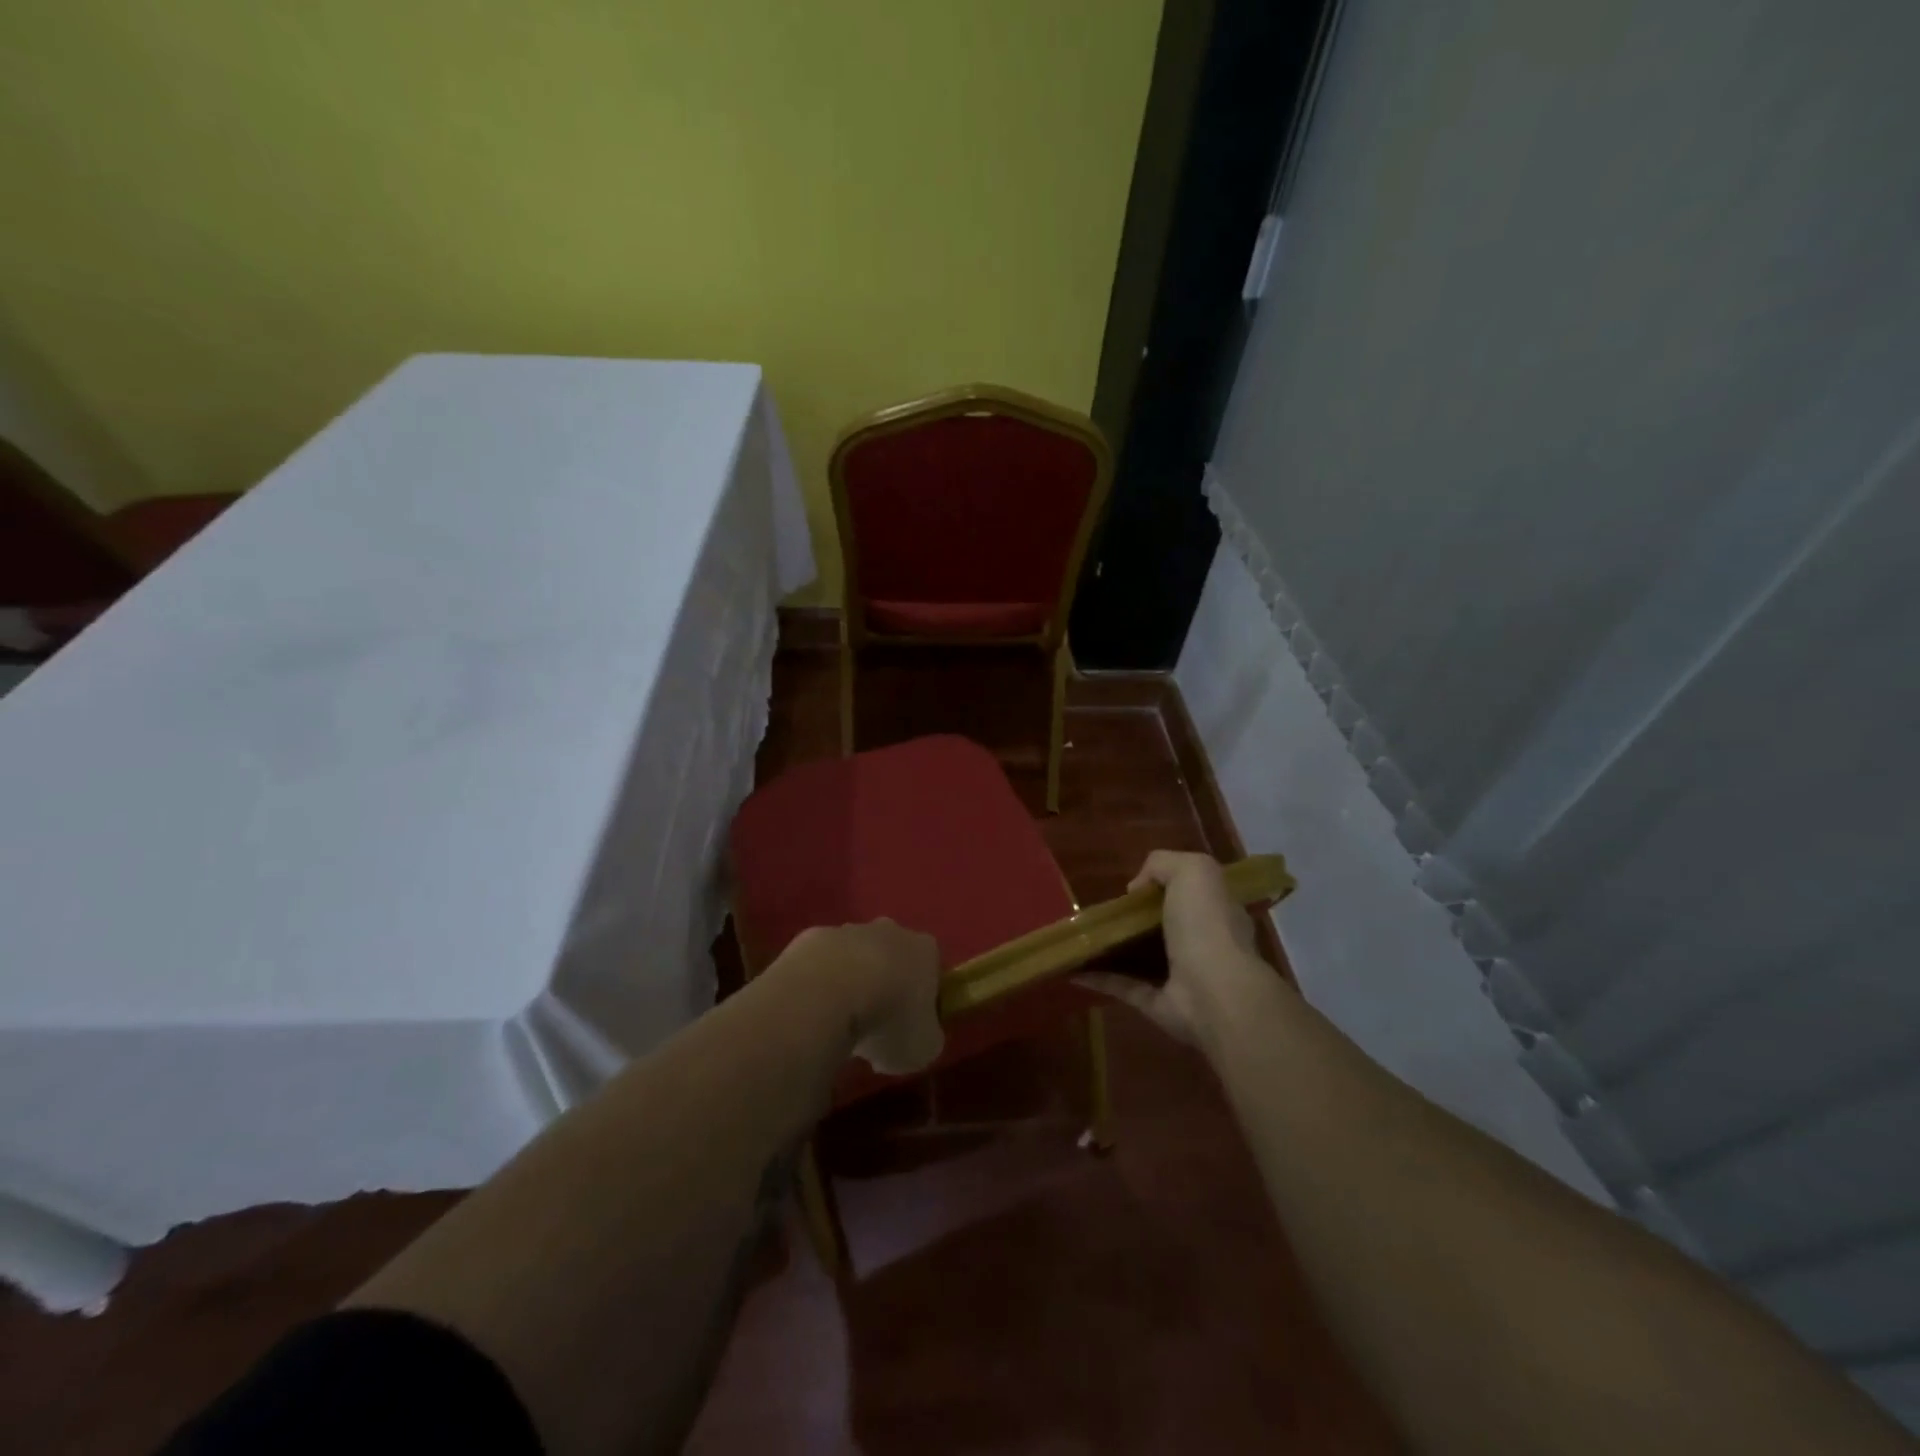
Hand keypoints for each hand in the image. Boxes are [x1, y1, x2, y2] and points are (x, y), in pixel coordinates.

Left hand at [780, 920, 943, 1075]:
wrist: (825, 995)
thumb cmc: (886, 1020)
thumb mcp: (923, 1048)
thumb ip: (927, 1038)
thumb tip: (918, 1036)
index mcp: (924, 950)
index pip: (931, 970)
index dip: (923, 999)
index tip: (911, 1027)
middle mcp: (890, 931)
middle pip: (892, 957)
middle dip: (886, 985)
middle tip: (875, 1025)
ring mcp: (848, 930)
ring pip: (854, 957)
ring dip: (850, 983)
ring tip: (838, 1023)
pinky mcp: (811, 938)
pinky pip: (820, 964)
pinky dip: (818, 984)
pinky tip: (812, 1011)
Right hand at [1079, 850, 1275, 1045]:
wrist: (1215, 993)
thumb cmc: (1206, 925)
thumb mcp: (1192, 871)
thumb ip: (1163, 864)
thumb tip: (1136, 888)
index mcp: (1213, 911)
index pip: (1190, 894)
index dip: (1162, 885)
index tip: (1131, 886)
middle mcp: (1200, 943)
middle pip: (1161, 926)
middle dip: (1133, 919)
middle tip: (1098, 910)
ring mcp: (1179, 976)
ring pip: (1141, 958)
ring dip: (1112, 949)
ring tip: (1078, 937)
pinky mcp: (1158, 1004)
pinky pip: (1124, 987)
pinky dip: (1098, 978)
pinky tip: (1071, 968)